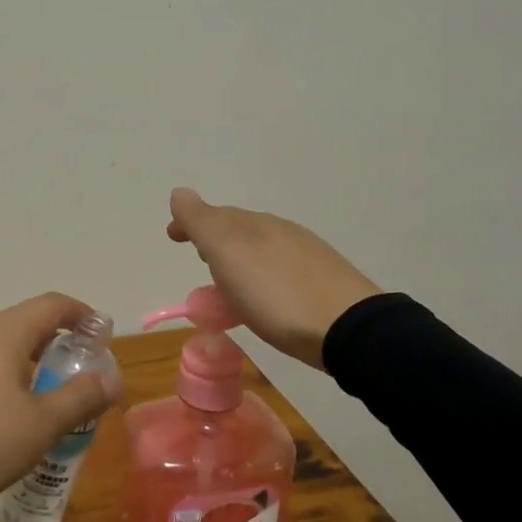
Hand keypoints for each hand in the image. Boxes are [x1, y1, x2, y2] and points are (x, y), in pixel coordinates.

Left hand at [0, 292, 123, 510]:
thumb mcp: (40, 425)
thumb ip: (81, 398)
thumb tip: (114, 379)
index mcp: (4, 332)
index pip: (52, 304)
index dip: (81, 314)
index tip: (99, 333)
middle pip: (23, 324)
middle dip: (54, 343)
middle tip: (74, 372)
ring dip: (24, 363)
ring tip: (39, 398)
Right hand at [166, 187, 381, 368]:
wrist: (349, 329)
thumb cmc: (277, 294)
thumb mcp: (229, 255)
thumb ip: (202, 223)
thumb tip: (179, 192)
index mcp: (255, 224)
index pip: (214, 214)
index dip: (190, 222)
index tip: (172, 236)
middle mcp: (281, 231)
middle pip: (239, 229)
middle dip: (215, 240)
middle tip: (200, 259)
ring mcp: (306, 255)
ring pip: (261, 249)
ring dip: (239, 260)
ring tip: (227, 285)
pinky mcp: (323, 282)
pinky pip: (279, 270)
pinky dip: (261, 276)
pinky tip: (265, 299)